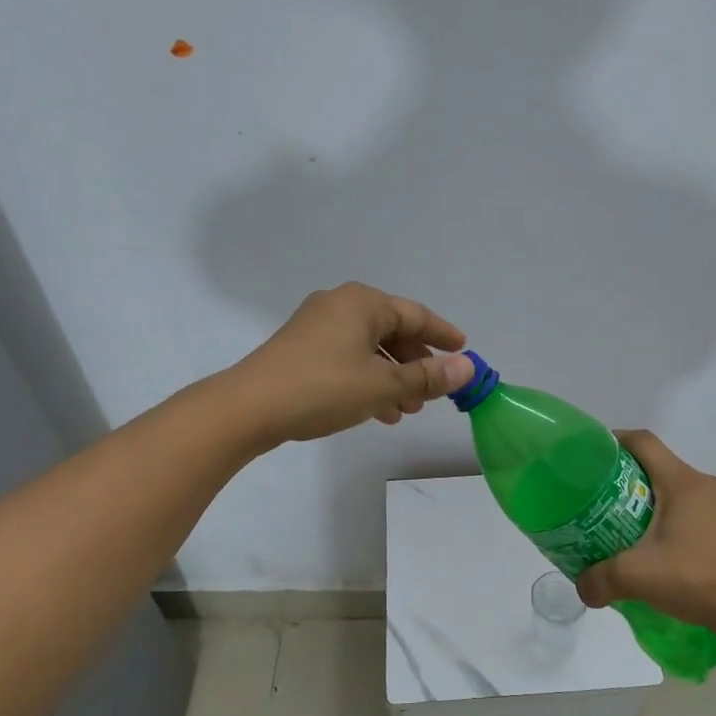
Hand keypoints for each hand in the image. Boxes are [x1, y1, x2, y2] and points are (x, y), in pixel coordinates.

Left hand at [227, 282, 473, 445]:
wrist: (248, 407)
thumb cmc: (322, 388)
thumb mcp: (382, 385)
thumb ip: (427, 376)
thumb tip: (467, 368)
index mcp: (363, 303)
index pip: (415, 315)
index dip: (442, 334)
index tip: (464, 350)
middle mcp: (340, 305)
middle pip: (391, 331)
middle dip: (414, 364)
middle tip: (432, 393)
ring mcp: (316, 326)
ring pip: (369, 349)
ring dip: (392, 377)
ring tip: (407, 410)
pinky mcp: (301, 349)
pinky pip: (347, 359)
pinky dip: (367, 380)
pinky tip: (376, 412)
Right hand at [578, 430, 715, 660]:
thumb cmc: (697, 578)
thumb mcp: (638, 577)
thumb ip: (600, 579)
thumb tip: (581, 588)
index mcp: (683, 483)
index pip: (644, 442)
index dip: (617, 441)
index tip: (595, 454)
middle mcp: (708, 486)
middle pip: (662, 469)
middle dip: (632, 481)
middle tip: (607, 503)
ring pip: (684, 495)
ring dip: (659, 506)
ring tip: (637, 532)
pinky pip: (703, 517)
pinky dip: (682, 526)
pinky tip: (672, 555)